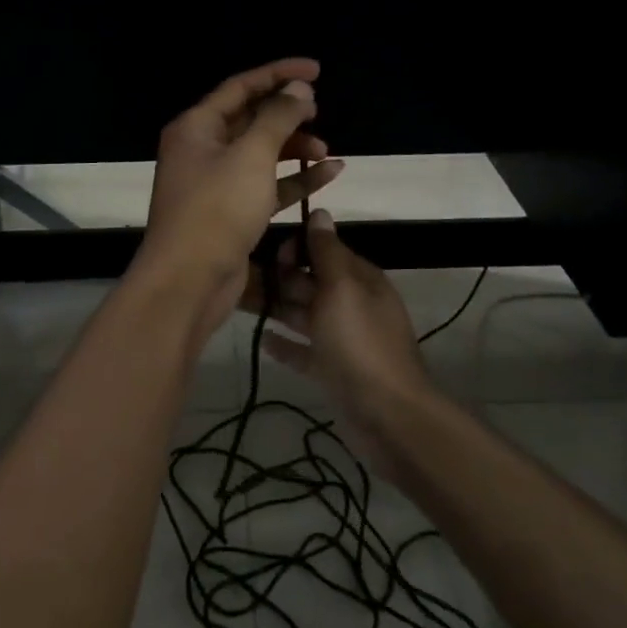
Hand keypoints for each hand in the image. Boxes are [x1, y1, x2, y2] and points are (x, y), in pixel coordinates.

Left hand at [138, 58, 344, 336]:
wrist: (189, 281)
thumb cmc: (216, 209)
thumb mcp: (251, 156)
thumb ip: (277, 118)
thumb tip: (298, 90)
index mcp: (197, 127)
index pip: (241, 87)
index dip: (278, 74)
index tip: (316, 70)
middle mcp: (203, 150)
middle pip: (250, 119)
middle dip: (287, 114)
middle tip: (319, 112)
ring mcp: (216, 183)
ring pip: (260, 154)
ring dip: (294, 149)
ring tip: (328, 150)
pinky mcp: (231, 212)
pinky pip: (267, 185)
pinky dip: (295, 180)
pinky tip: (329, 174)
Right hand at [247, 208, 434, 480]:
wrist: (387, 415)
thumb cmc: (360, 344)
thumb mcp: (342, 290)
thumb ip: (327, 252)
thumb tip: (321, 212)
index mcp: (360, 280)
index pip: (325, 250)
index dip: (296, 248)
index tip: (266, 251)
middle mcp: (352, 304)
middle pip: (311, 283)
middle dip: (280, 278)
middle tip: (241, 277)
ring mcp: (342, 339)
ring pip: (304, 315)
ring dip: (276, 308)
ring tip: (239, 303)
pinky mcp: (332, 369)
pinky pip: (304, 350)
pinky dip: (285, 344)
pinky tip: (261, 340)